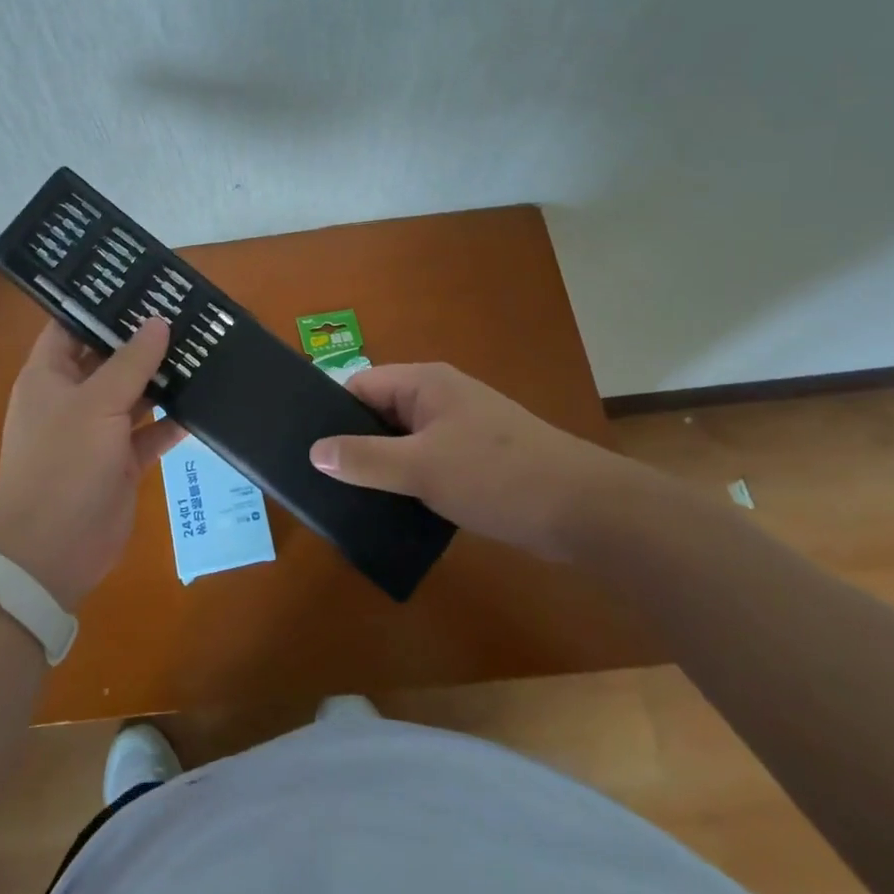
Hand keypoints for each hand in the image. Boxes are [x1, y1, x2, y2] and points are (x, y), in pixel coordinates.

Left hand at [0, 318, 184, 609]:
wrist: (50, 553)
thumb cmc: (62, 464)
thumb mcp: (96, 404)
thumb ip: (131, 361)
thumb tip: (158, 321)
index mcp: (50, 375)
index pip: (71, 325)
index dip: (100, 304)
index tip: (139, 283)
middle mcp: (73, 397)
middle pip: (109, 357)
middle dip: (143, 338)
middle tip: (185, 309)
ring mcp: (98, 431)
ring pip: (135, 393)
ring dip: (164, 377)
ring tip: (203, 346)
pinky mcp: (121, 462)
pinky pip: (152, 431)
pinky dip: (174, 420)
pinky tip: (206, 401)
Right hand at [309, 363, 647, 560]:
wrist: (583, 510)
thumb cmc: (496, 475)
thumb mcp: (422, 468)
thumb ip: (365, 459)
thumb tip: (314, 452)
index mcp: (425, 383)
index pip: (361, 386)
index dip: (333, 415)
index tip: (310, 451)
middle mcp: (441, 397)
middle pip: (381, 413)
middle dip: (356, 445)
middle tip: (326, 482)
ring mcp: (462, 428)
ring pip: (405, 442)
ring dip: (384, 467)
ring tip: (353, 500)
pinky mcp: (477, 459)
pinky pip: (429, 462)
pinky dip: (411, 481)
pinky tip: (396, 510)